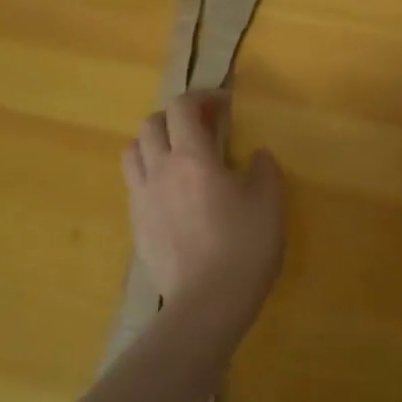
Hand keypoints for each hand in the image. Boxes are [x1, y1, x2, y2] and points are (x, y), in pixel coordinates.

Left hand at [123, 92, 283, 323]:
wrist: (207, 304)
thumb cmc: (242, 244)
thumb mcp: (268, 199)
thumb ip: (263, 168)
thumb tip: (256, 156)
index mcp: (192, 155)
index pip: (182, 107)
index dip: (202, 97)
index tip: (224, 105)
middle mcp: (160, 169)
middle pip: (151, 123)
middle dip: (175, 117)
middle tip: (201, 127)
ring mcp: (143, 199)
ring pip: (133, 152)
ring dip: (154, 143)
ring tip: (178, 155)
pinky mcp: (137, 227)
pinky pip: (134, 185)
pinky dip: (150, 175)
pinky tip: (172, 193)